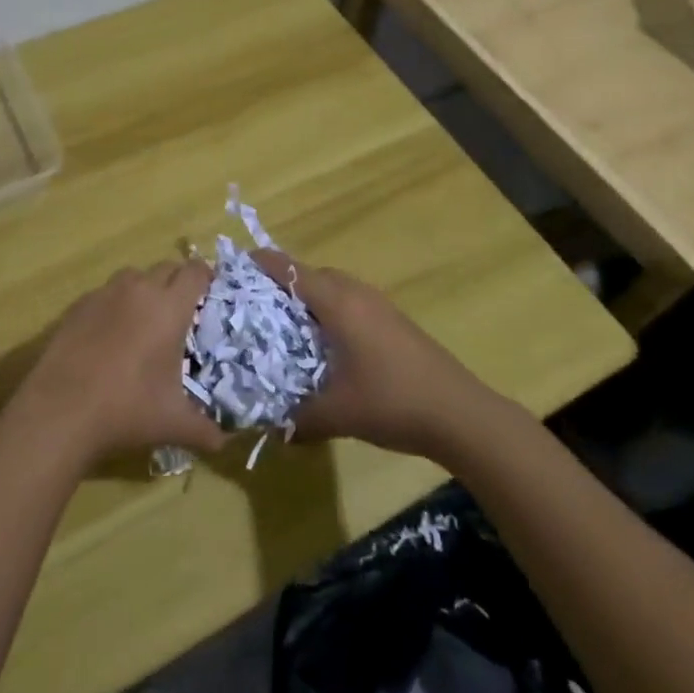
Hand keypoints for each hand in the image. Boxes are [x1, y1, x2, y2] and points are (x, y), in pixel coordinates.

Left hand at [17, 261, 225, 466]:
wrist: (61, 409)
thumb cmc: (127, 408)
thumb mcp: (173, 423)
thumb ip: (204, 430)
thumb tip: (222, 443)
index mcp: (169, 308)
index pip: (194, 272)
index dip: (205, 277)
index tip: (210, 291)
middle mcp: (139, 290)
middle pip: (166, 268)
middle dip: (177, 282)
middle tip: (182, 310)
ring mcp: (105, 294)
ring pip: (133, 276)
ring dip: (145, 288)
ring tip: (145, 318)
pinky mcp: (79, 305)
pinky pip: (105, 292)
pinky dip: (115, 303)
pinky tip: (110, 333)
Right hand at [251, 251, 493, 461]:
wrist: (460, 413)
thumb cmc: (392, 401)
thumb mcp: (337, 414)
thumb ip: (298, 419)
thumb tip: (271, 428)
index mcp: (337, 303)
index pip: (290, 269)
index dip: (260, 264)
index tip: (233, 269)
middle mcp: (356, 293)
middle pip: (311, 273)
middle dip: (282, 283)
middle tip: (255, 307)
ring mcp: (378, 305)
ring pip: (333, 286)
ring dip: (309, 297)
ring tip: (285, 325)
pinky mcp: (393, 320)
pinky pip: (349, 301)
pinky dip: (329, 310)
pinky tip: (325, 344)